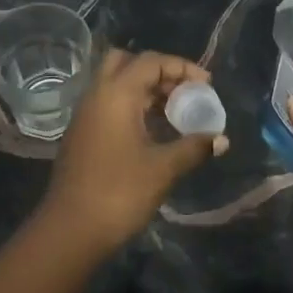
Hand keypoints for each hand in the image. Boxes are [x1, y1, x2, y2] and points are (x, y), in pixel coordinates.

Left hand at [42, 50, 227, 254]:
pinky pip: (109, 104)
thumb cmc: (119, 192)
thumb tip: (221, 139)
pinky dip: (132, 106)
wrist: (71, 231)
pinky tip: (153, 132)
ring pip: (116, 84)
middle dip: (158, 72)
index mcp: (115, 94)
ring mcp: (85, 115)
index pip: (150, 61)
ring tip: (175, 113)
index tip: (207, 84)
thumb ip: (194, 147)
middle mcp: (96, 95)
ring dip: (145, 90)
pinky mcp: (82, 134)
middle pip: (127, 63)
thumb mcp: (163, 168)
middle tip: (183, 92)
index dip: (181, 67)